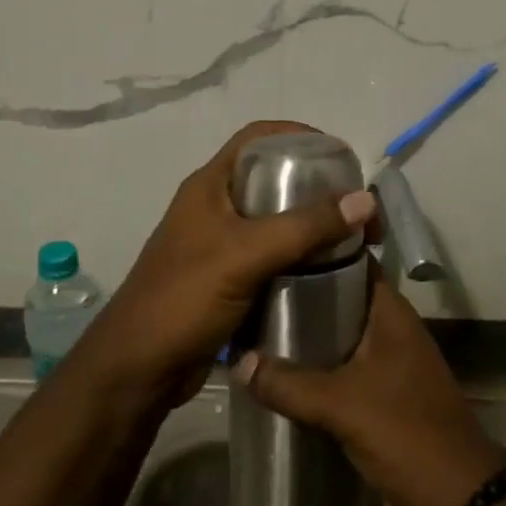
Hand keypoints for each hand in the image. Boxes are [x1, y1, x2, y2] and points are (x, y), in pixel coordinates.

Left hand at [78, 121, 375, 410]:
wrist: (140, 369)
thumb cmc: (184, 299)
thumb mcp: (246, 255)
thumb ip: (304, 227)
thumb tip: (365, 200)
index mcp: (210, 187)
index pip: (257, 139)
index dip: (299, 136)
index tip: (341, 157)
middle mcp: (216, 209)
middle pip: (272, 181)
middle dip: (316, 188)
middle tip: (356, 207)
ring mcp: (221, 246)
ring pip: (276, 223)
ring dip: (312, 228)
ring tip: (352, 241)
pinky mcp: (229, 281)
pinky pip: (273, 259)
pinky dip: (301, 260)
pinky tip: (330, 273)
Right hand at [233, 262, 505, 505]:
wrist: (456, 498)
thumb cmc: (405, 432)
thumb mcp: (341, 404)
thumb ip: (289, 383)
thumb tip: (238, 362)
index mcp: (391, 315)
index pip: (353, 263)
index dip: (318, 252)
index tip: (276, 249)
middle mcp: (391, 331)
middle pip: (341, 300)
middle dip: (301, 297)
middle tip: (253, 290)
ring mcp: (389, 364)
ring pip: (340, 338)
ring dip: (306, 338)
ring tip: (256, 328)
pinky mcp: (382, 396)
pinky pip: (343, 371)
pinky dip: (316, 370)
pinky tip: (279, 375)